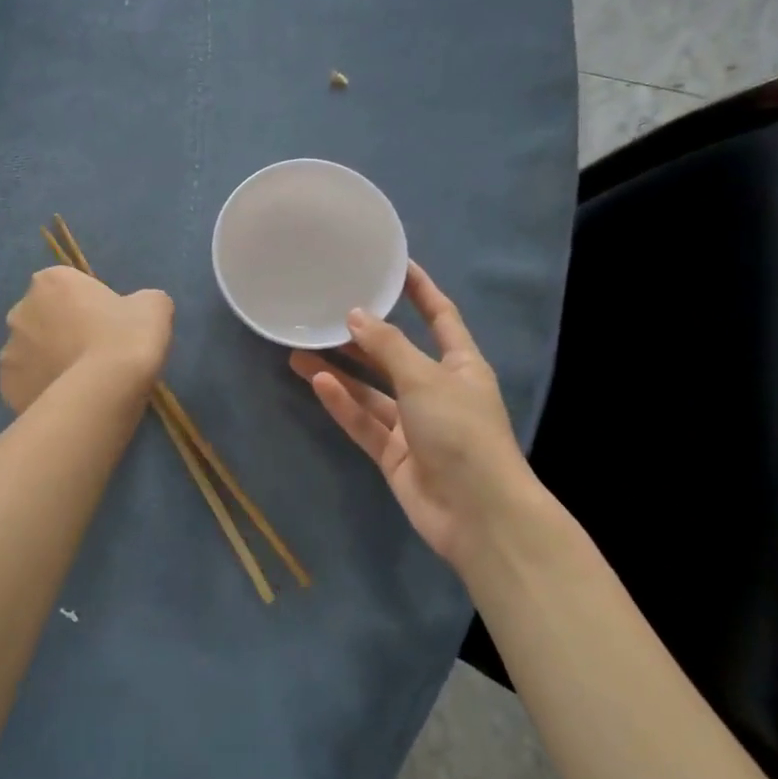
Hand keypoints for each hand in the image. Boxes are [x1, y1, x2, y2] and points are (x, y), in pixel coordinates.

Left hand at [0, 267, 173, 412]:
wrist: (104, 393)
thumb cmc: (127, 338)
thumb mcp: (154, 306)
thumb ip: (140, 301)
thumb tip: (135, 312)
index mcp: (50, 281)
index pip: (69, 287)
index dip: (90, 306)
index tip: (109, 326)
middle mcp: (20, 311)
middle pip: (44, 318)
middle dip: (63, 332)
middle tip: (96, 354)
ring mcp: (9, 352)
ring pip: (33, 354)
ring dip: (50, 362)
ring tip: (83, 384)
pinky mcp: (7, 388)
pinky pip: (29, 385)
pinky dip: (43, 390)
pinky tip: (69, 401)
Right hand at [290, 262, 534, 568]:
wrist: (477, 513)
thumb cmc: (462, 432)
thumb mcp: (426, 379)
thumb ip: (388, 346)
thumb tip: (355, 315)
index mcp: (460, 365)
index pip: (440, 317)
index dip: (419, 291)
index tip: (394, 265)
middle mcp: (436, 390)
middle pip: (395, 355)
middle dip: (362, 336)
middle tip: (324, 315)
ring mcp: (414, 425)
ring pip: (371, 391)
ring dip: (340, 372)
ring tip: (299, 351)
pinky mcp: (395, 455)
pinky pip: (364, 422)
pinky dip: (343, 404)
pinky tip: (317, 382)